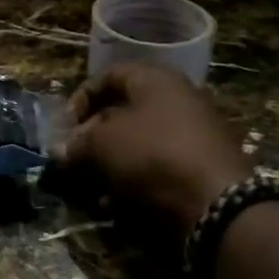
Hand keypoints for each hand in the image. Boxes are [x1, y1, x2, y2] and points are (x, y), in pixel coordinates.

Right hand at [51, 61, 250, 229]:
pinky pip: (160, 165)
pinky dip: (137, 179)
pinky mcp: (203, 165)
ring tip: (94, 185)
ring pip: (141, 141)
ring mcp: (195, 132)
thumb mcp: (102, 144)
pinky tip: (120, 203)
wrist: (218, 203)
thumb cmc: (153, 155)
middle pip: (125, 109)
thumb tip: (61, 150)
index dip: (81, 97)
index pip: (109, 75)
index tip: (65, 127)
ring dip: (112, 162)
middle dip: (94, 135)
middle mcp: (178, 98)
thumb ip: (77, 143)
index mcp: (155, 79)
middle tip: (76, 158)